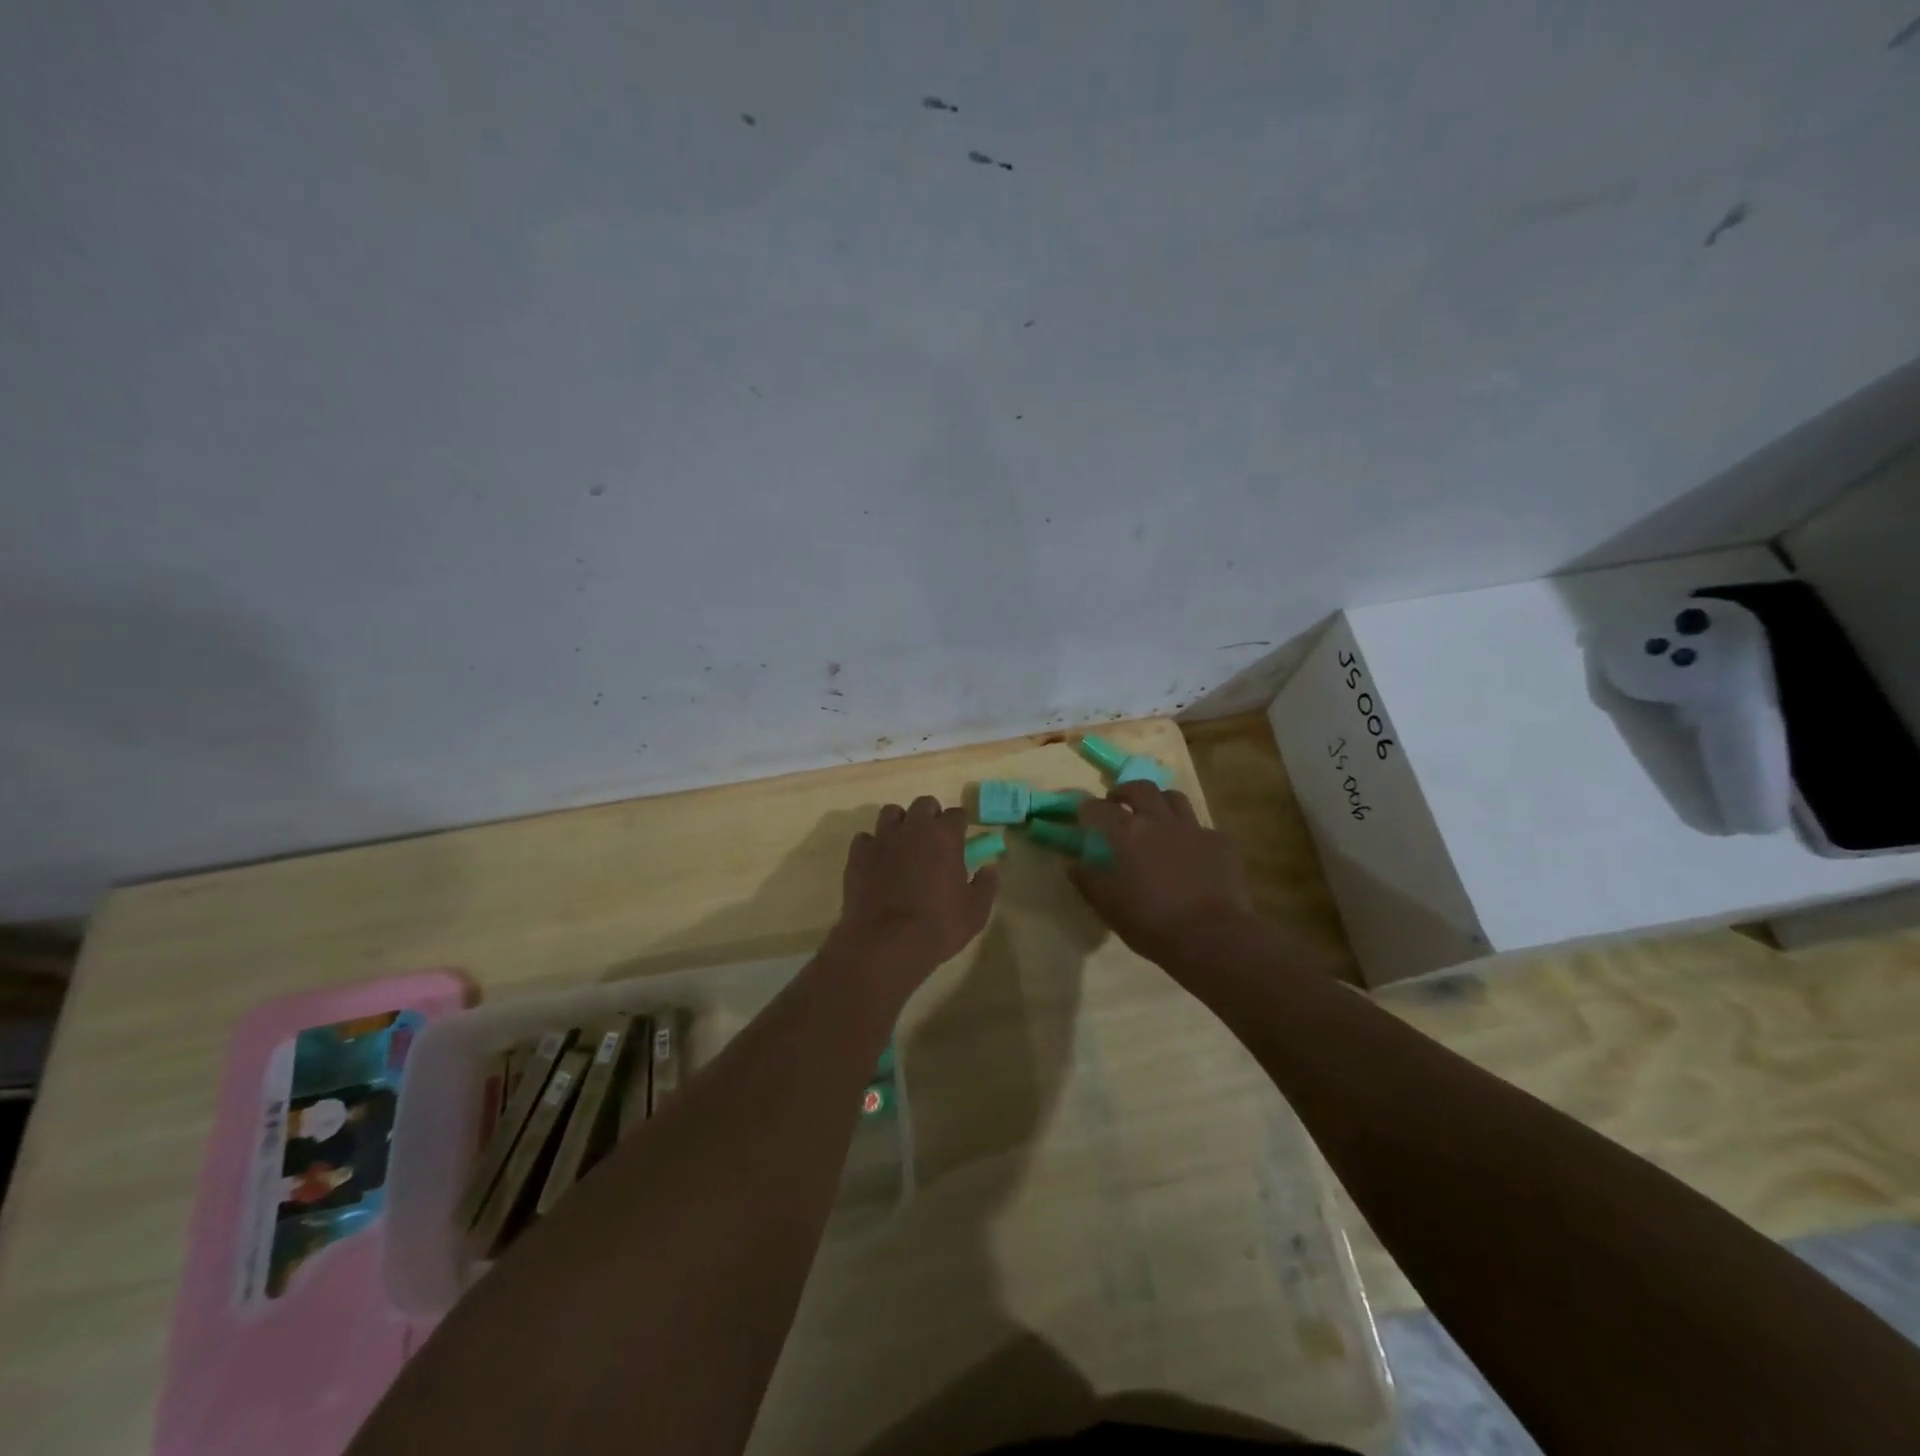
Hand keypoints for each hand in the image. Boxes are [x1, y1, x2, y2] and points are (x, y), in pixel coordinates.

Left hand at [832, 796, 998, 987]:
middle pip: (924, 804)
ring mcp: (882, 839)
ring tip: (903, 845)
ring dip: (900, 823)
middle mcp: (913, 828)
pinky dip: (873, 846)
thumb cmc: (939, 925)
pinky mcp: (858, 855)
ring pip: (891, 813)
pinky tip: (877, 862)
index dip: (960, 825)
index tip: (961, 838)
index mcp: (945, 835)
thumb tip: (990, 868)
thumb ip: (985, 885)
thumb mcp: (975, 911)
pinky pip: (865, 838)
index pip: (957, 814)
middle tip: (934, 840)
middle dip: (931, 816)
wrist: (887, 942)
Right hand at [1071, 783, 1253, 965]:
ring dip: (1159, 802)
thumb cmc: (1151, 922)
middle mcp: (1160, 820)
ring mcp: (1194, 828)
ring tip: (1154, 816)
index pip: (1099, 808)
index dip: (1088, 810)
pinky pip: (1203, 827)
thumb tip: (1072, 864)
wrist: (1211, 936)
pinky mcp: (1221, 842)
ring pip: (1174, 798)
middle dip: (1125, 791)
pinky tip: (1191, 850)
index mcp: (1128, 832)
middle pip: (1141, 789)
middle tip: (1117, 802)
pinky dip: (1191, 833)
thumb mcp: (1108, 906)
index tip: (1083, 815)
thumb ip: (1087, 880)